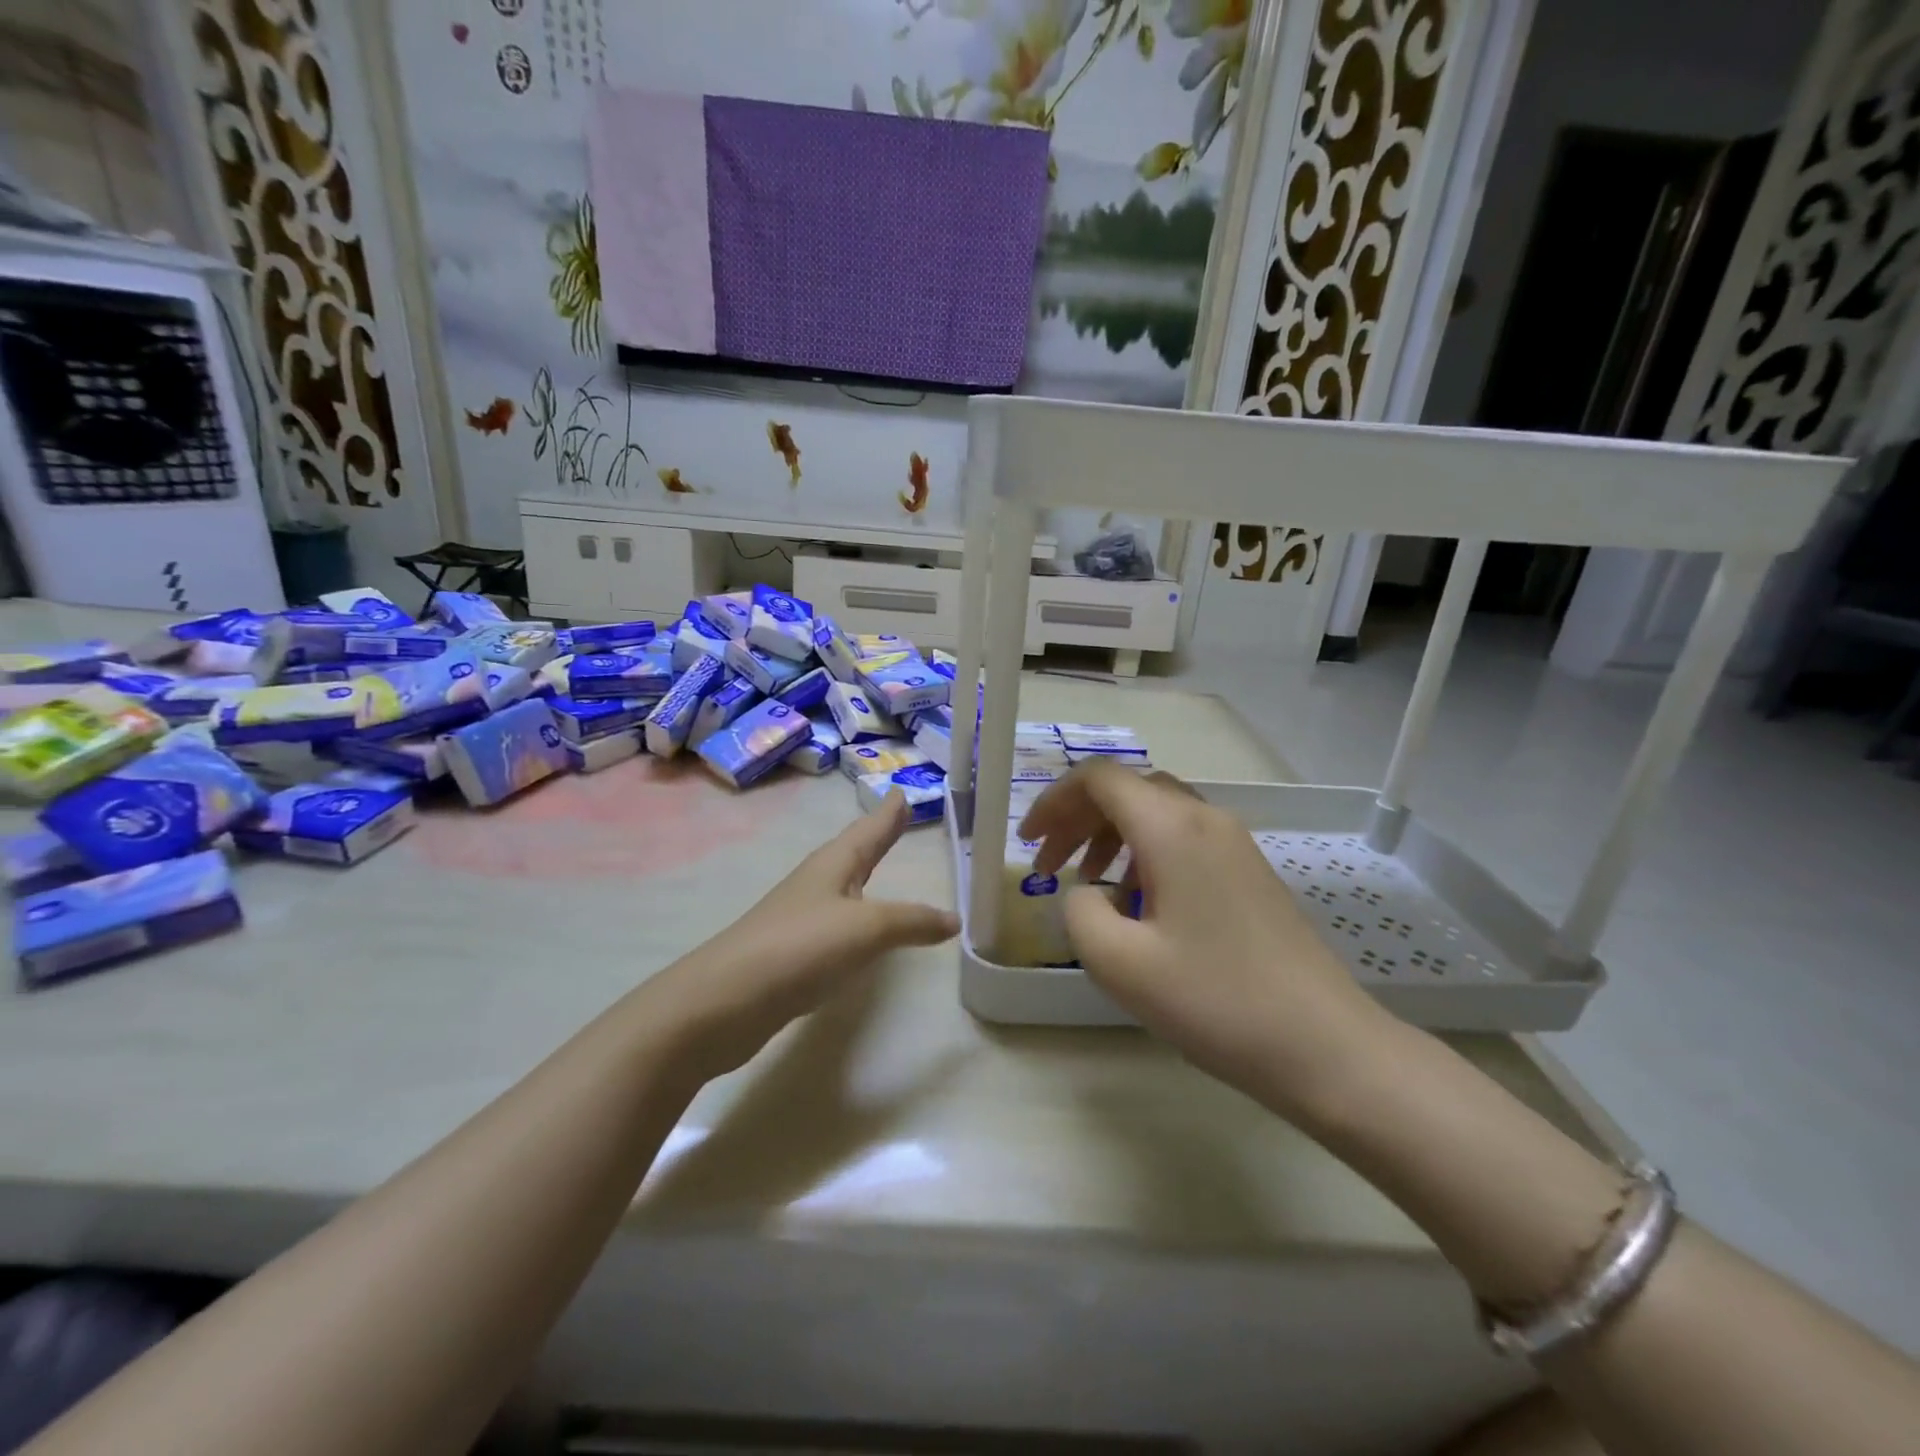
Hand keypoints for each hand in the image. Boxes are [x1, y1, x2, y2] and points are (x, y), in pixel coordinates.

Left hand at [654, 791, 958, 1078]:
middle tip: (897, 817)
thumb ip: (912, 921)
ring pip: (843, 886)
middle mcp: (817, 883)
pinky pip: (837, 922)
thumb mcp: (867, 929)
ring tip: (880, 864)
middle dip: (877, 836)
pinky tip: (858, 929)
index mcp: (834, 865)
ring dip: (864, 872)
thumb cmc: (800, 947)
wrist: (726, 1001)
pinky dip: (856, 916)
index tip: (902, 792)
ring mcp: (801, 917)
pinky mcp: (793, 952)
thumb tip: (954, 919)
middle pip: (854, 851)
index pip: (869, 830)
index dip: (888, 814)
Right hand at [1019, 761, 1386, 1117]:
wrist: (1326, 1046)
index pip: (1099, 779)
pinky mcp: (1249, 872)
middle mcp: (1205, 819)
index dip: (1053, 802)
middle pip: (1128, 791)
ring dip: (1111, 838)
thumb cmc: (1216, 1000)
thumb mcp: (1119, 962)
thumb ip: (1078, 911)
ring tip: (1088, 886)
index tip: (1029, 844)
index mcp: (1172, 828)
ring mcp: (1234, 844)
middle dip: (1078, 820)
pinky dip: (1144, 856)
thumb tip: (1084, 893)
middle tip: (1049, 866)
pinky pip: (1183, 841)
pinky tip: (1138, 907)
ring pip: (1156, 814)